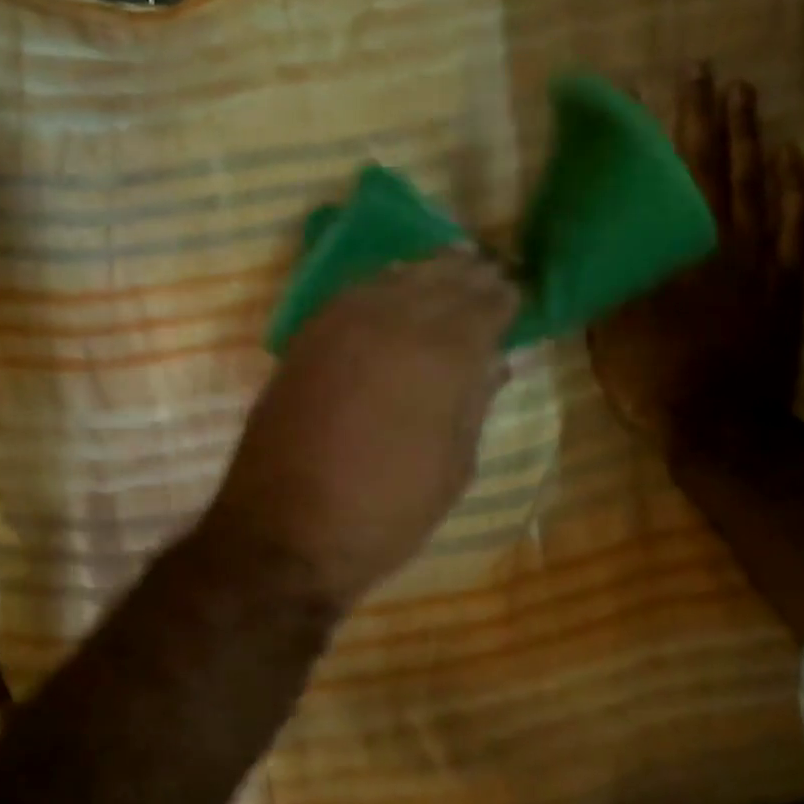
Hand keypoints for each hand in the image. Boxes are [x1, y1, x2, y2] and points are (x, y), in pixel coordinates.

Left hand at [205, 250, 518, 609]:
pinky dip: (382, 284)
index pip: (483, 307)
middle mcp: (392, 324)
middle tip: (489, 273)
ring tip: (450, 269)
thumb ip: (475, 405)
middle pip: (441, 280)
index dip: (503, 299)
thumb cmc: (386, 513)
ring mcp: (342, 325)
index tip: (516, 295)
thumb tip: (495, 364)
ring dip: (427, 271)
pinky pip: (354, 293)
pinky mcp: (306, 338)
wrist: (286, 535)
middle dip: (470, 275)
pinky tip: (393, 290)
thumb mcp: (453, 470)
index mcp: (441, 358)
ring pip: (395, 277)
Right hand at [588, 69, 803, 443]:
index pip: (682, 174)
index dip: (678, 126)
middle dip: (719, 118)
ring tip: (750, 101)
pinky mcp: (787, 289)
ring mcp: (765, 265)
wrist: (722, 428)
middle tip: (715, 75)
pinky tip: (793, 164)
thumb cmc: (658, 381)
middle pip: (727, 168)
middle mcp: (729, 245)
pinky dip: (796, 191)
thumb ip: (608, 283)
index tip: (673, 82)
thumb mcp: (613, 334)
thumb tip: (591, 244)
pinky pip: (798, 229)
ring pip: (765, 188)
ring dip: (756, 141)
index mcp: (684, 252)